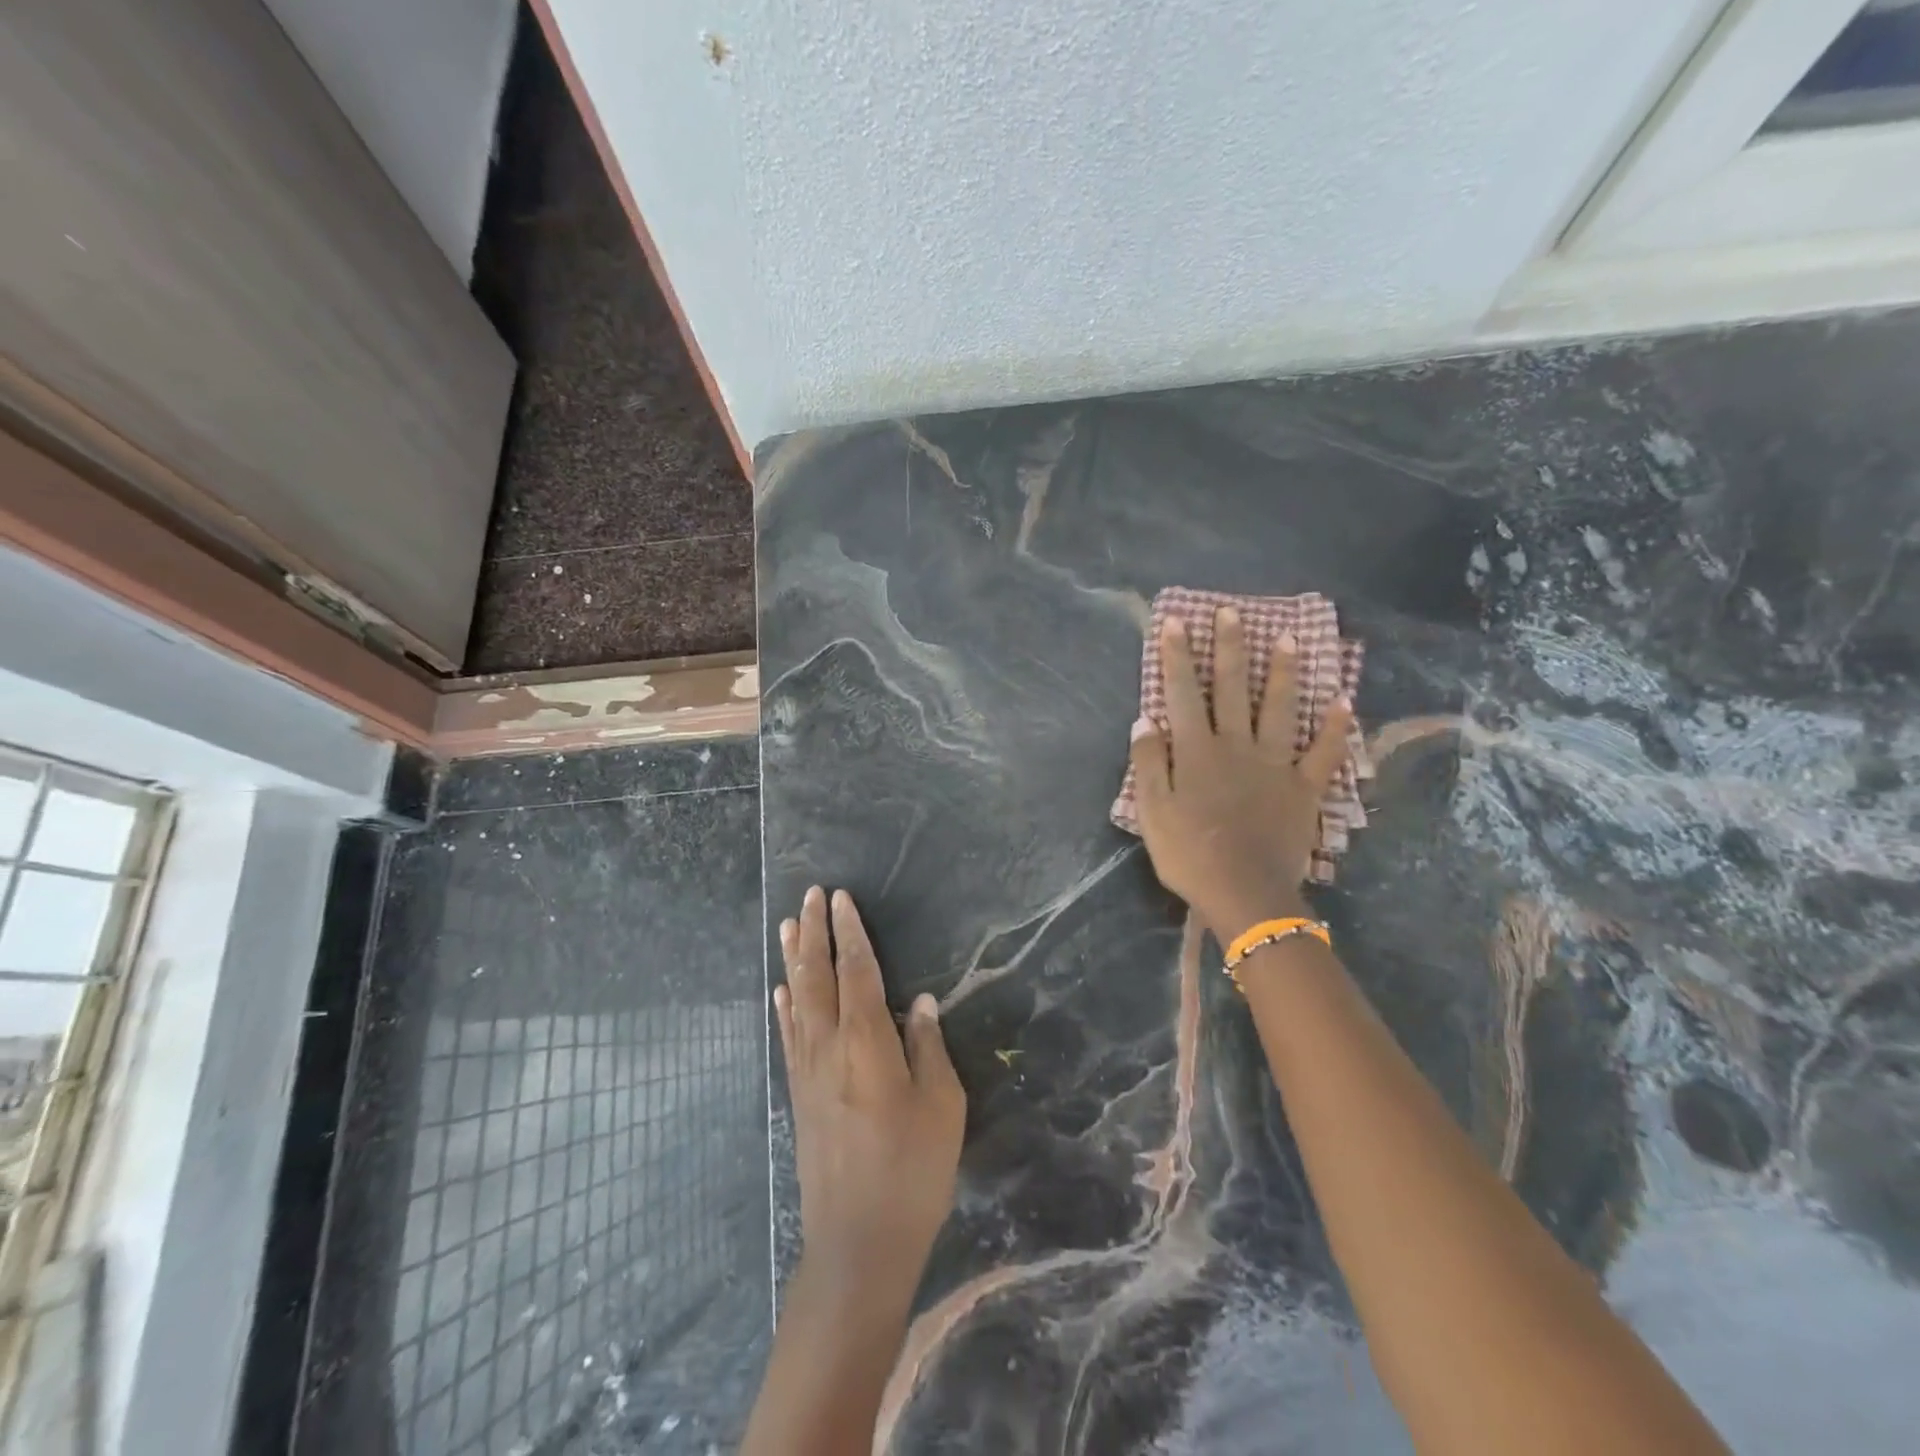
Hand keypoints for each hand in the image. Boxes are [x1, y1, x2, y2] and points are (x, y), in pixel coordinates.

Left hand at [775, 887, 965, 1287]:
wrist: (858, 1241)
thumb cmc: (912, 1169)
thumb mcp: (942, 1105)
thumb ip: (929, 1048)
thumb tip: (923, 1004)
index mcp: (867, 1040)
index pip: (857, 970)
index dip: (851, 932)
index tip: (841, 898)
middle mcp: (829, 1045)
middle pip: (818, 975)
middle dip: (814, 932)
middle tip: (811, 896)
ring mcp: (808, 1071)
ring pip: (797, 1000)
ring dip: (793, 960)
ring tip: (786, 926)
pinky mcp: (799, 1095)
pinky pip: (788, 1037)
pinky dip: (784, 1007)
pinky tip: (780, 992)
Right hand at [1130, 605, 1354, 942]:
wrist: (1244, 893)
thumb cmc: (1189, 854)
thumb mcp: (1151, 811)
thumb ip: (1148, 763)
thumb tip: (1146, 720)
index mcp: (1196, 751)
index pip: (1183, 694)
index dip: (1177, 657)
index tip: (1176, 622)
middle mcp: (1236, 746)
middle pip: (1232, 689)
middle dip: (1230, 649)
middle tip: (1232, 612)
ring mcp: (1275, 765)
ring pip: (1281, 710)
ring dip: (1285, 673)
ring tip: (1291, 638)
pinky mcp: (1304, 789)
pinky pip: (1323, 753)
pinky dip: (1336, 729)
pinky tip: (1344, 702)